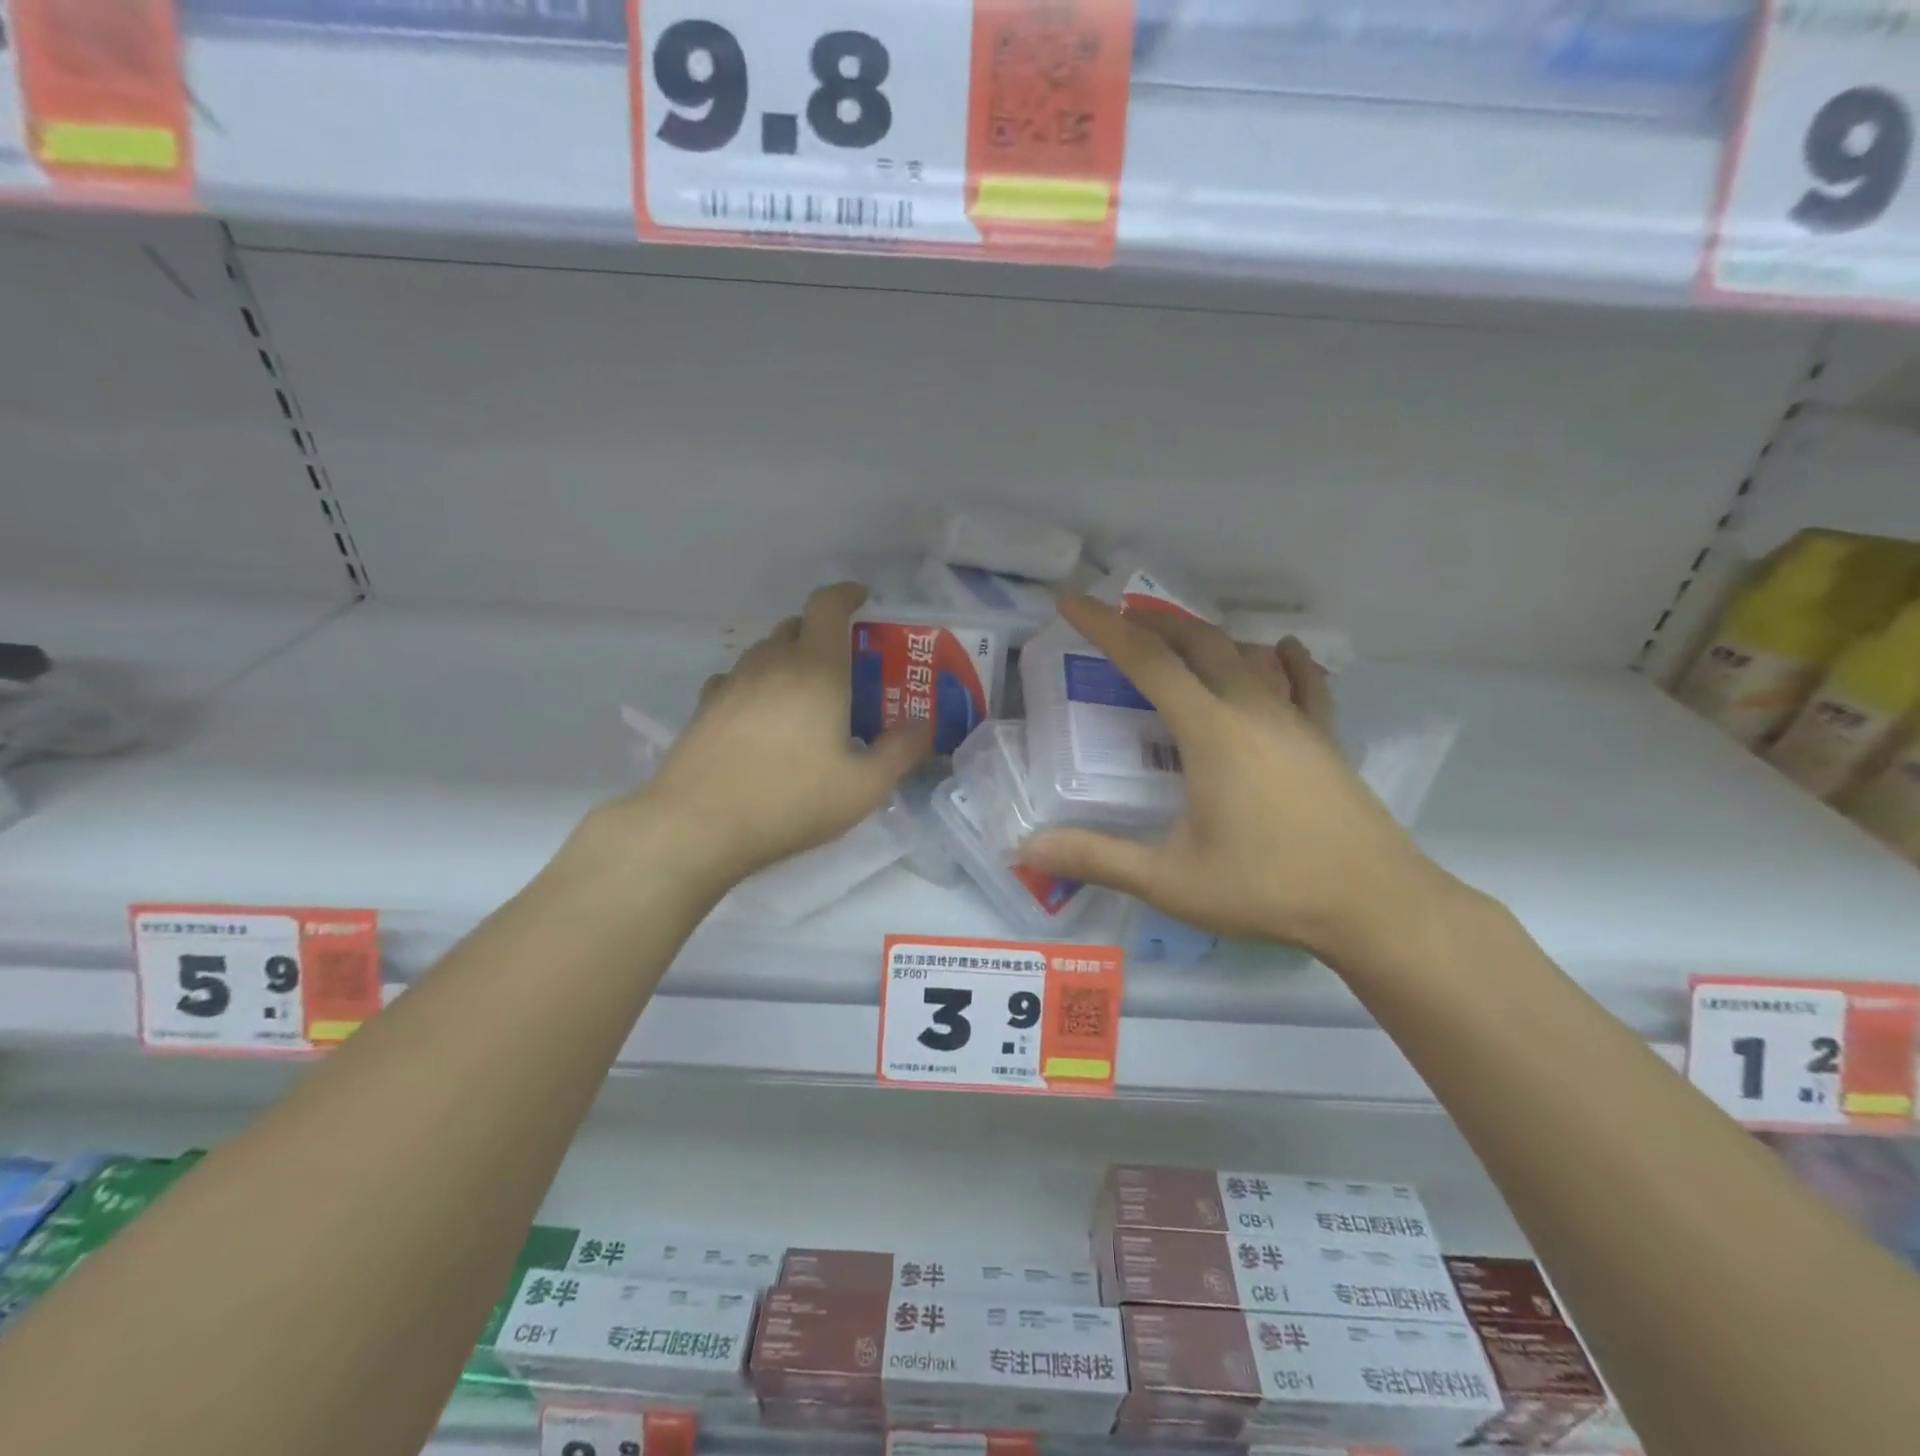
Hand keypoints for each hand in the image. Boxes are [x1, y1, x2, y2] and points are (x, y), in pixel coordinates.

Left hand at [602, 584, 931, 887]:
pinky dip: (756, 684)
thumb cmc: (791, 800)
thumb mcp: (864, 786)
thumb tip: (923, 725)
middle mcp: (770, 663)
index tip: (863, 601)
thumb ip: (901, 751)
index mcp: (815, 669)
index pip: (827, 606)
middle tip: (844, 666)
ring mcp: (732, 683)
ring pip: (764, 652)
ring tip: (805, 696)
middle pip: (795, 626)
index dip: (847, 595)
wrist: (698, 825)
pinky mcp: (704, 708)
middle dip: (821, 634)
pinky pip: (737, 679)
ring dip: (788, 659)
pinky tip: (762, 717)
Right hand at [1017, 595, 1449, 961]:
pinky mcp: (1325, 739)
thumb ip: (1098, 858)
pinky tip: (1281, 651)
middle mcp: (1253, 710)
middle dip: (1154, 622)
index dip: (1105, 627)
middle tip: (1119, 617)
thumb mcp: (1171, 881)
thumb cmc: (1267, 888)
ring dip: (1206, 637)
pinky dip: (1283, 661)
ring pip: (1247, 655)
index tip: (1071, 601)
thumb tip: (1027, 850)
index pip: (1148, 662)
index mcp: (1210, 732)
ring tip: (1177, 637)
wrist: (1376, 906)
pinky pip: (1303, 682)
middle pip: (1199, 642)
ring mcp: (1296, 721)